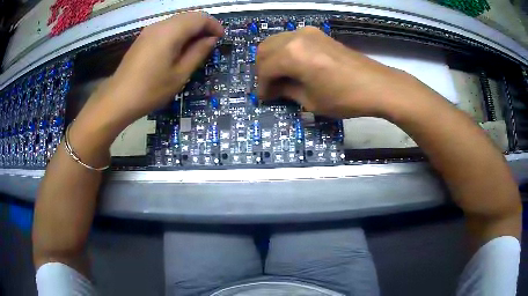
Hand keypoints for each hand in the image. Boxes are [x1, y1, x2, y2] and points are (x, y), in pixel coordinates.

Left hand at [77, 12, 223, 135]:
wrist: (118, 99)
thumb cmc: (150, 90)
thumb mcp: (179, 74)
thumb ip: (198, 53)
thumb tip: (211, 40)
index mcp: (171, 32)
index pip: (200, 18)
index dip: (214, 25)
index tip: (221, 38)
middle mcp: (160, 25)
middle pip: (188, 16)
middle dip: (203, 26)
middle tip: (210, 43)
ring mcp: (149, 31)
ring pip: (177, 21)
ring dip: (190, 30)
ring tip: (196, 47)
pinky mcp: (143, 38)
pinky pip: (166, 28)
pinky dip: (178, 33)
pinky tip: (179, 48)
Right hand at [256, 26, 436, 118]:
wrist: (377, 85)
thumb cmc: (344, 97)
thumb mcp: (311, 101)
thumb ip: (287, 91)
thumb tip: (274, 88)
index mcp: (292, 55)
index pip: (265, 68)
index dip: (262, 86)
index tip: (265, 98)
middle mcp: (296, 37)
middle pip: (265, 49)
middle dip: (263, 69)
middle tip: (270, 86)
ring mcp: (308, 32)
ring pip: (276, 41)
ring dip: (272, 58)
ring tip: (280, 76)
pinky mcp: (318, 34)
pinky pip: (291, 39)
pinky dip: (285, 51)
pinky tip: (293, 65)